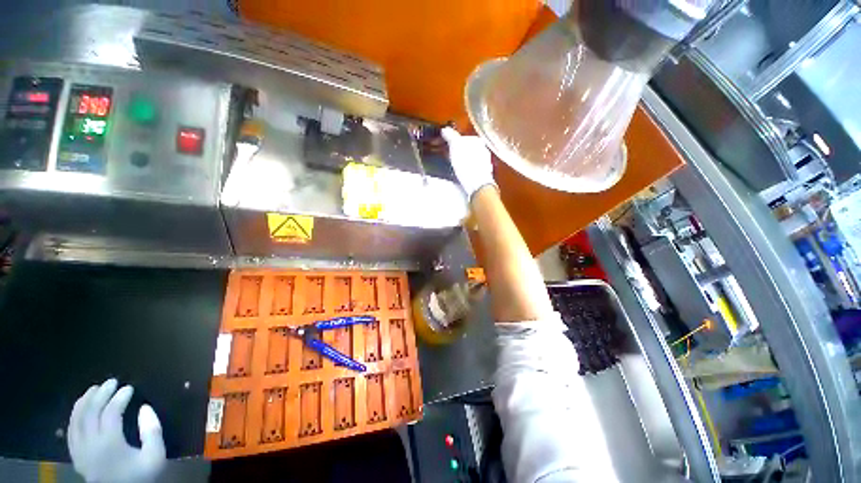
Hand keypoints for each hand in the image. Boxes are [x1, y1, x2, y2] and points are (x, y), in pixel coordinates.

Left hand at [68, 379, 166, 482]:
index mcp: (109, 443)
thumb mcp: (155, 457)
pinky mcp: (76, 455)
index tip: (129, 388)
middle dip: (100, 394)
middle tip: (111, 382)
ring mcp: (80, 450)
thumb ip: (152, 432)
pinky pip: (70, 431)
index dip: (120, 397)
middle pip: (90, 412)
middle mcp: (90, 444)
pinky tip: (81, 409)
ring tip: (93, 389)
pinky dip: (75, 415)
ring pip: (76, 420)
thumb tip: (145, 408)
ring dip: (84, 401)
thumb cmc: (141, 476)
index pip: (111, 412)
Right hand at [441, 127, 496, 198]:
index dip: (454, 143)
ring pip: (472, 159)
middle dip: (460, 152)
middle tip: (450, 158)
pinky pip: (473, 169)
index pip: (464, 138)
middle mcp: (484, 150)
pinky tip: (463, 175)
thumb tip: (445, 129)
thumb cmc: (466, 163)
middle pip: (468, 149)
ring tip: (456, 168)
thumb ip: (450, 136)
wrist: (477, 183)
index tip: (448, 148)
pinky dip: (468, 171)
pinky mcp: (484, 174)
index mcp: (478, 141)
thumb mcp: (455, 146)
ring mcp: (485, 162)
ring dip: (464, 162)